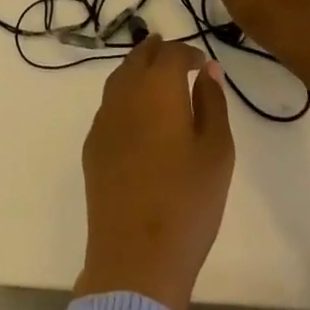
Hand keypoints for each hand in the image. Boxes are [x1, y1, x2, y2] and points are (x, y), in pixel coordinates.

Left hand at [73, 36, 234, 309]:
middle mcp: (125, 93)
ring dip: (137, 70)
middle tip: (176, 57)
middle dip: (158, 52)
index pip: (171, 53)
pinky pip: (109, 105)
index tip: (202, 63)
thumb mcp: (216, 152)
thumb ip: (212, 104)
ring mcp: (104, 119)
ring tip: (155, 77)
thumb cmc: (188, 203)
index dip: (188, 52)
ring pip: (119, 78)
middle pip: (139, 58)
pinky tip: (136, 114)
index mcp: (157, 88)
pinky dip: (124, 96)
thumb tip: (208, 70)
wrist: (135, 257)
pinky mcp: (93, 146)